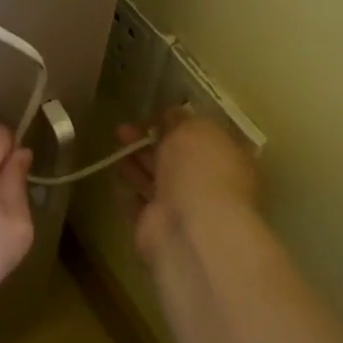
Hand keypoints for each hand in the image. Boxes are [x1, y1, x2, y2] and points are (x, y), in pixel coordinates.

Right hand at [119, 110, 259, 258]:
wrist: (189, 228)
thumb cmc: (199, 170)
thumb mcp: (192, 129)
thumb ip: (179, 119)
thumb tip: (169, 115)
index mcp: (227, 157)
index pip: (201, 136)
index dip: (177, 124)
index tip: (152, 115)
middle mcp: (208, 182)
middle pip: (176, 157)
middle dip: (150, 140)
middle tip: (123, 128)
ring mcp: (183, 207)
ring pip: (157, 178)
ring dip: (137, 160)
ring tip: (115, 144)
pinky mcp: (157, 226)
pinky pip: (142, 202)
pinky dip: (131, 187)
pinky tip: (116, 171)